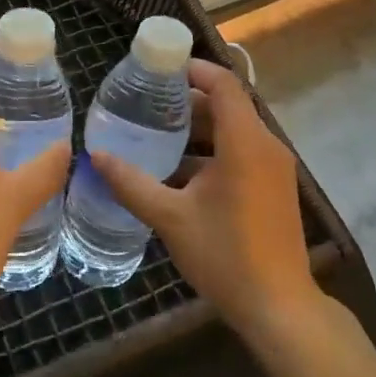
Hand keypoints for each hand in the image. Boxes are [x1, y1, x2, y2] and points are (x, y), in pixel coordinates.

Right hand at [91, 59, 320, 339]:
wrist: (279, 308)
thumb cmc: (225, 255)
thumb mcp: (170, 217)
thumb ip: (131, 182)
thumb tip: (95, 156)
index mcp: (245, 143)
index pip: (223, 85)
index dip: (194, 70)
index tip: (161, 68)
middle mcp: (266, 147)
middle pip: (228, 106)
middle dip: (188, 101)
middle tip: (147, 102)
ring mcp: (274, 169)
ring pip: (234, 132)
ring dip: (199, 130)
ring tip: (156, 134)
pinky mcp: (274, 189)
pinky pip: (242, 153)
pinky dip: (212, 152)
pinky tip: (178, 172)